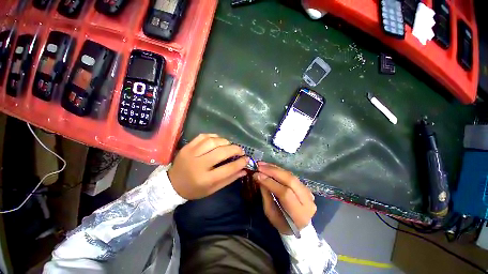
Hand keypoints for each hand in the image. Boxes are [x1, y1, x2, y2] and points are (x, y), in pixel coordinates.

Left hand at [168, 134, 248, 199]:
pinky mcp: (187, 147)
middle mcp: (198, 165)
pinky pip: (203, 136)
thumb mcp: (212, 189)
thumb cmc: (194, 189)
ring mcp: (191, 153)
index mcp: (205, 179)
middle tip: (241, 150)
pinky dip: (214, 136)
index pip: (228, 169)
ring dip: (225, 142)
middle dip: (235, 149)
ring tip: (229, 145)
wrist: (171, 184)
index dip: (240, 163)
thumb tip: (244, 170)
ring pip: (213, 142)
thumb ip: (229, 179)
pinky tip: (218, 140)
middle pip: (221, 152)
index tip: (247, 159)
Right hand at [253, 162, 315, 234]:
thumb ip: (266, 195)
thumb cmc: (282, 223)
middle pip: (290, 180)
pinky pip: (290, 175)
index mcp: (299, 214)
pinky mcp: (305, 186)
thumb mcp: (270, 213)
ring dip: (275, 168)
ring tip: (262, 164)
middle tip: (259, 166)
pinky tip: (269, 166)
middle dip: (273, 171)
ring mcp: (308, 192)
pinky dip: (279, 170)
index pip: (285, 193)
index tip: (257, 175)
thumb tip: (259, 177)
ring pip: (290, 175)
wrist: (299, 226)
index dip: (270, 182)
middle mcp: (307, 201)